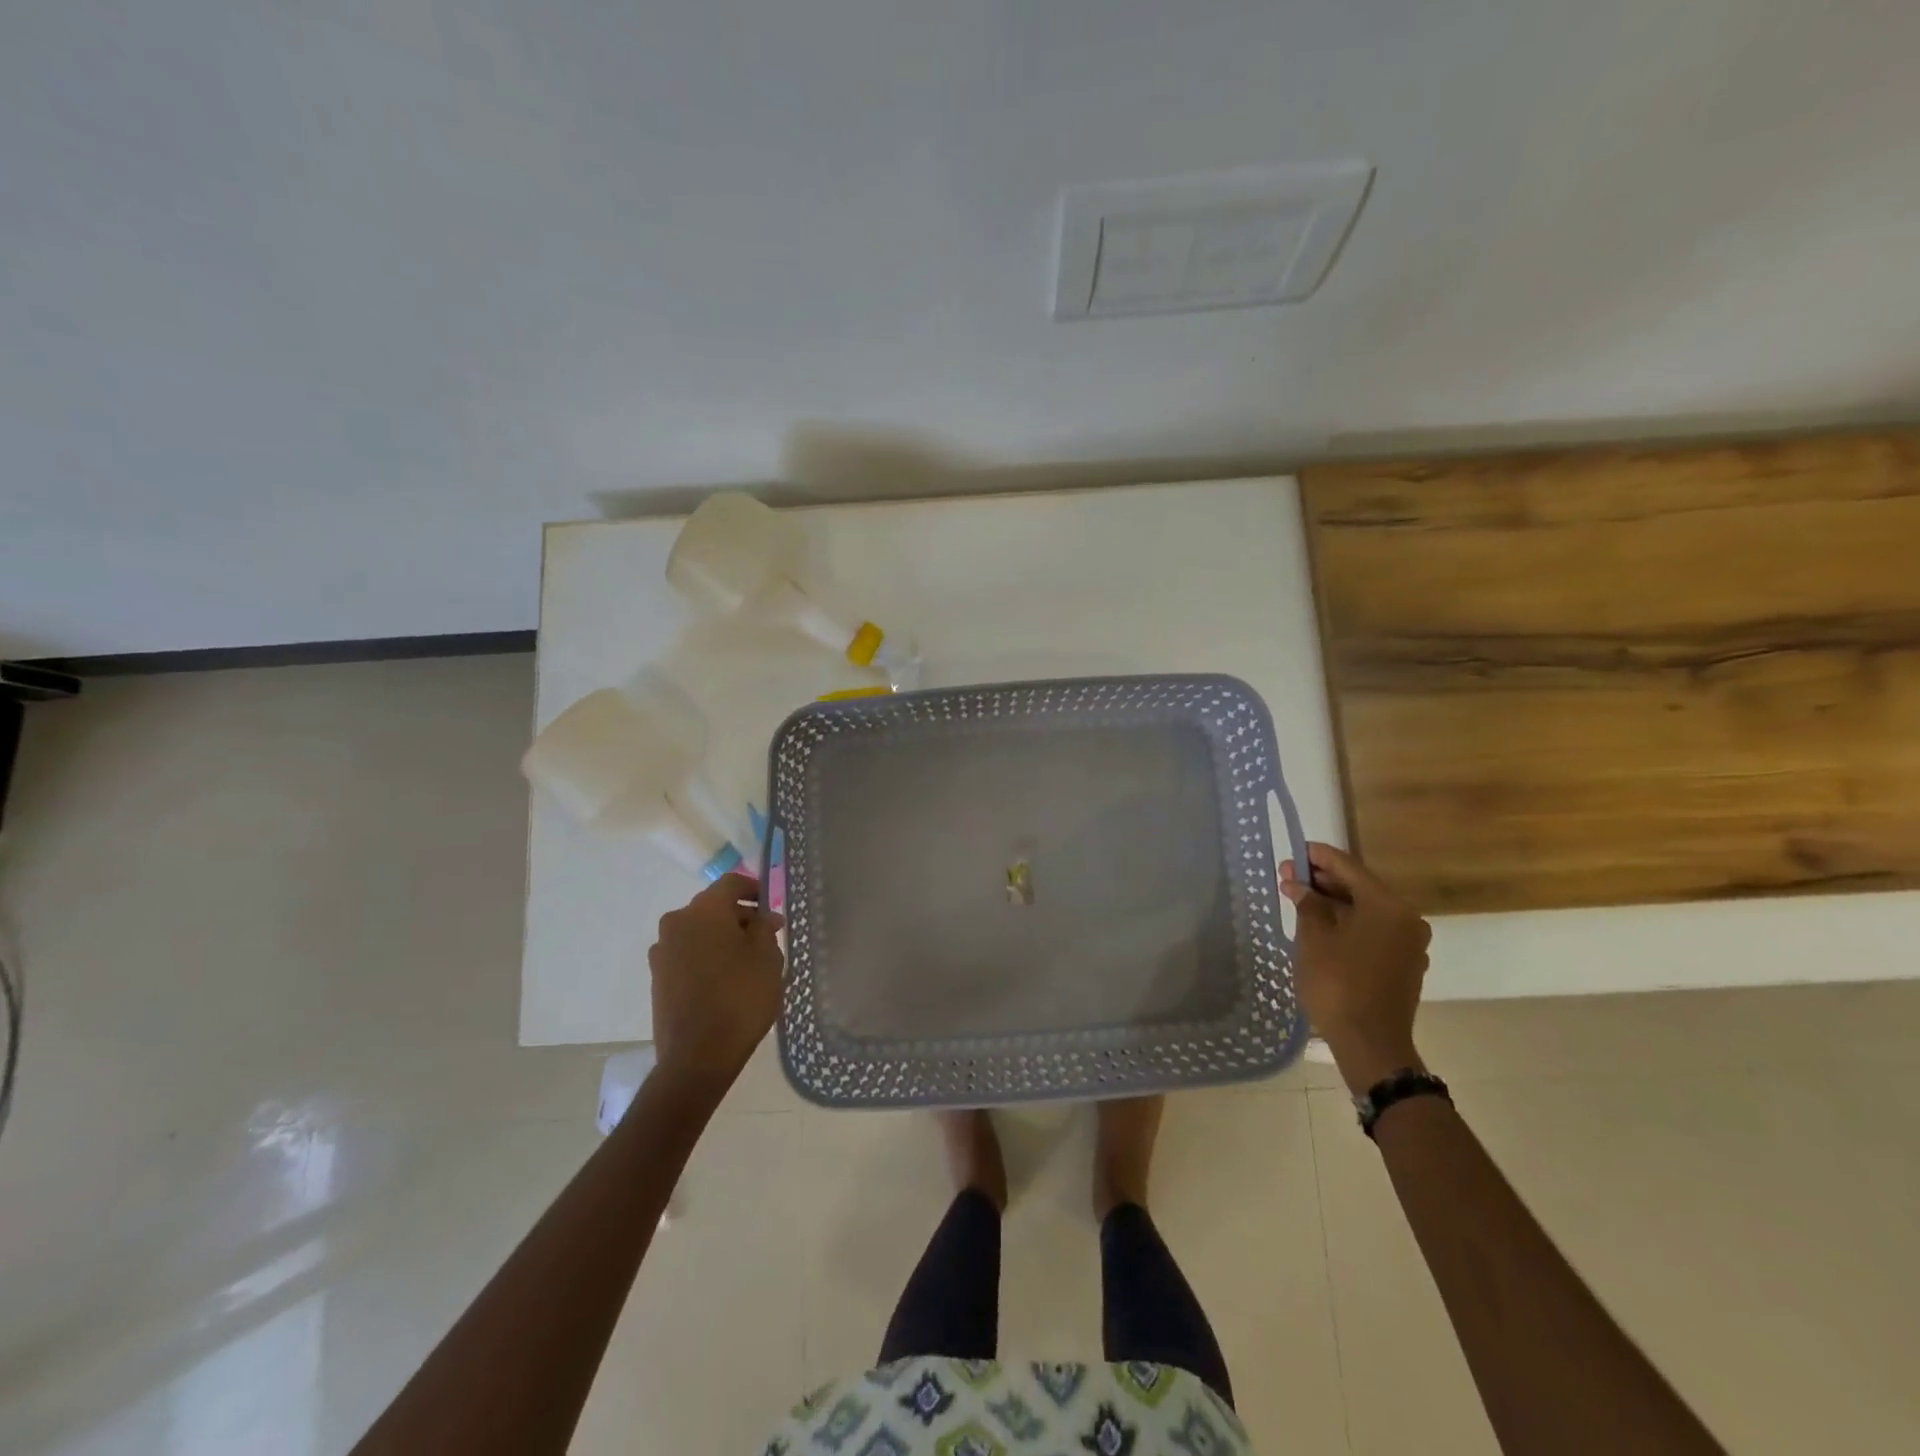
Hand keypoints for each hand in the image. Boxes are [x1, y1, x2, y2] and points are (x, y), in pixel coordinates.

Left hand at [649, 873, 785, 1086]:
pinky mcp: (658, 977)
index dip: (754, 889)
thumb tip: (761, 918)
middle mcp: (677, 922)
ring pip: (699, 931)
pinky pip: (688, 953)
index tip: (772, 906)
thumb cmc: (740, 998)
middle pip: (713, 907)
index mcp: (704, 910)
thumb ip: (765, 929)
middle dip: (740, 916)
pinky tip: (725, 979)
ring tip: (747, 962)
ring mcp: (662, 951)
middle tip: (767, 937)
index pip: (731, 883)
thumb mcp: (767, 958)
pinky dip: (706, 956)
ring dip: (722, 937)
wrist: (697, 1057)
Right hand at [1279, 843, 1431, 1092]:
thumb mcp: (1313, 939)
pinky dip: (1349, 922)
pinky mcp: (1403, 963)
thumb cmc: (1338, 984)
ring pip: (1367, 910)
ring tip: (1300, 899)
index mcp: (1387, 906)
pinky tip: (1322, 925)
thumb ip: (1307, 904)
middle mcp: (1406, 919)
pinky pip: (1374, 930)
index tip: (1294, 850)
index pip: (1349, 868)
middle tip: (1289, 876)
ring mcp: (1408, 943)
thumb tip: (1297, 884)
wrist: (1370, 1044)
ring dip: (1335, 902)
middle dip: (1324, 880)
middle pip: (1361, 887)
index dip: (1318, 857)